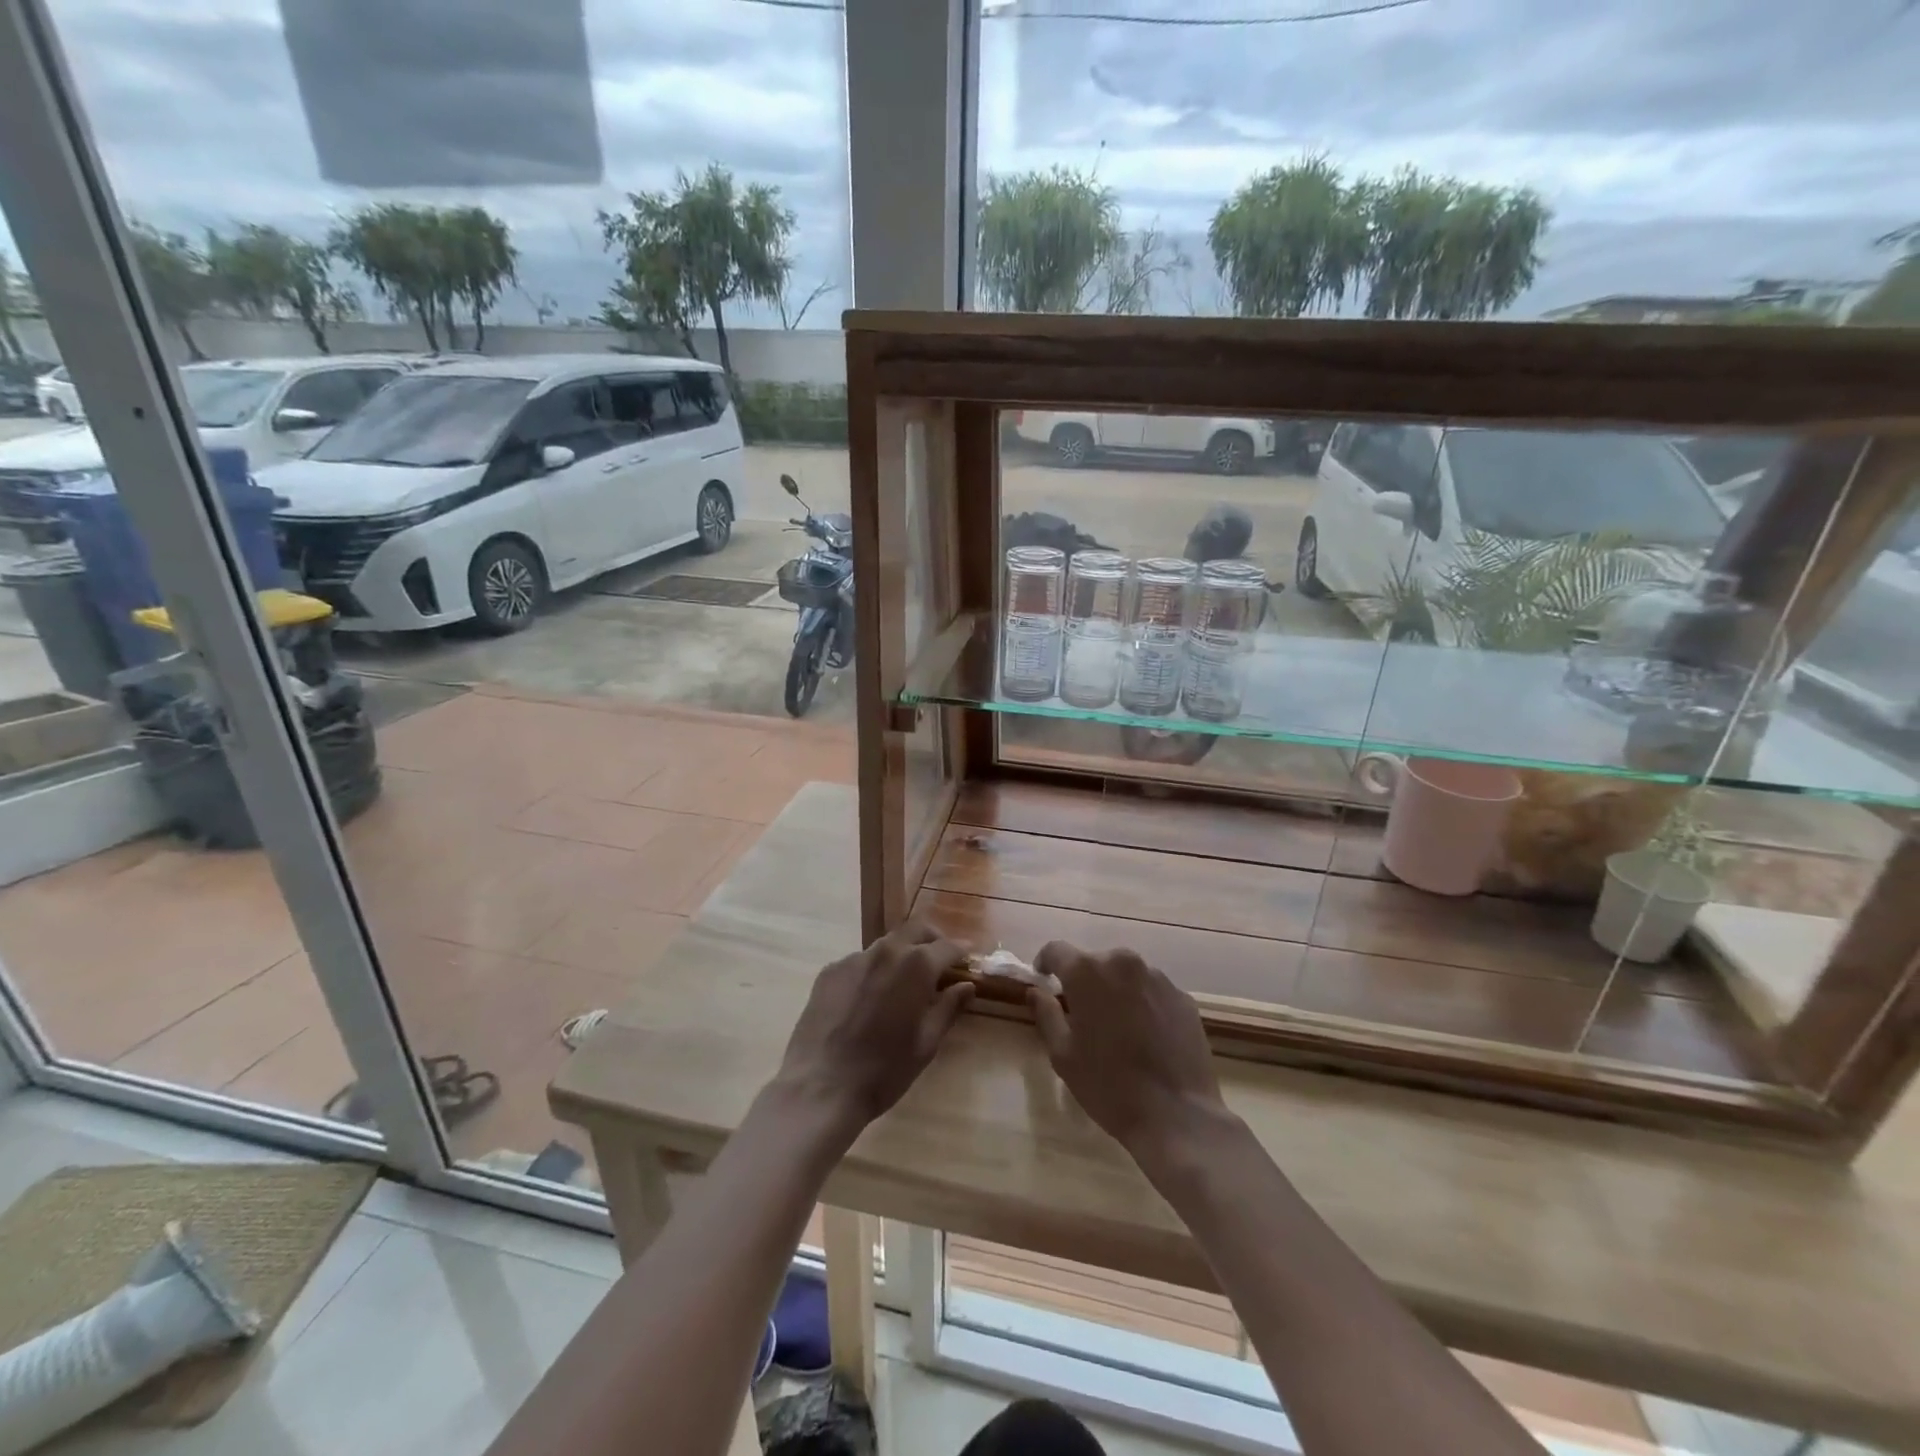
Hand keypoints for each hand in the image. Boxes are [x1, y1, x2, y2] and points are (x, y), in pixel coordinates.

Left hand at [775, 924, 973, 1135]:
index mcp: (916, 966)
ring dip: (901, 955)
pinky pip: (859, 962)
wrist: (821, 1087)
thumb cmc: (884, 1070)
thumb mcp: (926, 1043)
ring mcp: (853, 959)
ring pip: (886, 946)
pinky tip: (869, 998)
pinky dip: (873, 971)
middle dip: (932, 940)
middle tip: (940, 960)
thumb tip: (967, 986)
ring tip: (903, 983)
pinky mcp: (829, 972)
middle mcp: (886, 951)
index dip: (961, 951)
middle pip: (915, 931)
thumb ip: (949, 1008)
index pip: (947, 946)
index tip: (968, 957)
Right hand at [1029, 942, 1228, 1158]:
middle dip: (1084, 982)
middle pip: (1094, 962)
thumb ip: (1046, 1014)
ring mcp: (1158, 978)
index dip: (1045, 963)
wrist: (1177, 1115)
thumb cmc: (1108, 1085)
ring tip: (1118, 1028)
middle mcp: (1123, 963)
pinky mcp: (1183, 997)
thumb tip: (1036, 991)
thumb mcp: (1063, 1054)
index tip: (1044, 981)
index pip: (1056, 950)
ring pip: (1126, 976)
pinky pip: (1153, 992)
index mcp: (1087, 972)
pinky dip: (1144, 1005)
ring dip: (1116, 991)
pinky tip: (1146, 1038)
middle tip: (1082, 1015)